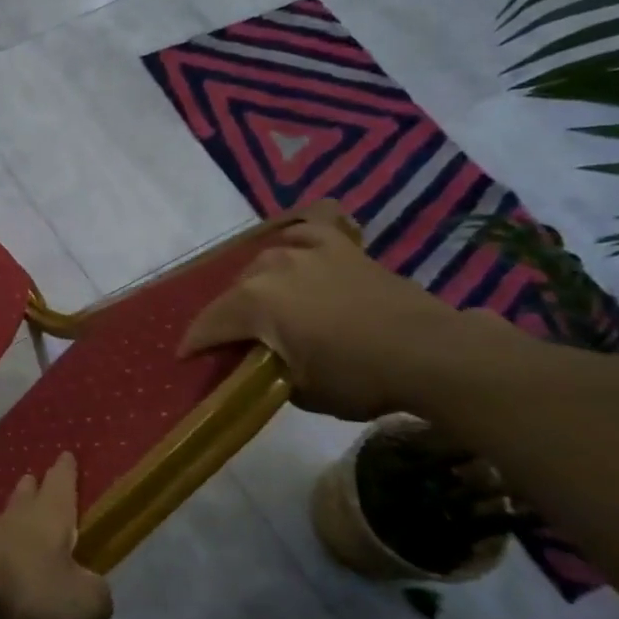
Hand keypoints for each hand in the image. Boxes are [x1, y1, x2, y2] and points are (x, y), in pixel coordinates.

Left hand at [0, 453, 112, 618]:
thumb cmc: (28, 582)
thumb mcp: (79, 599)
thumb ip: (95, 596)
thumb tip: (98, 595)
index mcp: (51, 517)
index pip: (61, 485)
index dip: (66, 472)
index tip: (65, 455)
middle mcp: (17, 518)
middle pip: (26, 497)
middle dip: (32, 488)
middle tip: (30, 477)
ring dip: (5, 515)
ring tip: (2, 513)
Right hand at [179, 201, 510, 421]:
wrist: (432, 353)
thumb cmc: (358, 377)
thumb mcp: (299, 390)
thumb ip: (265, 369)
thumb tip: (260, 362)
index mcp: (254, 302)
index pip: (208, 324)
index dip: (194, 345)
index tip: (186, 360)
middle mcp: (271, 267)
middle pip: (234, 292)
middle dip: (228, 317)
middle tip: (236, 341)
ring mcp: (307, 250)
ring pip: (263, 261)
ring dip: (258, 284)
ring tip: (265, 303)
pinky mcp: (341, 246)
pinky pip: (308, 228)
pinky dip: (297, 236)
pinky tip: (295, 245)